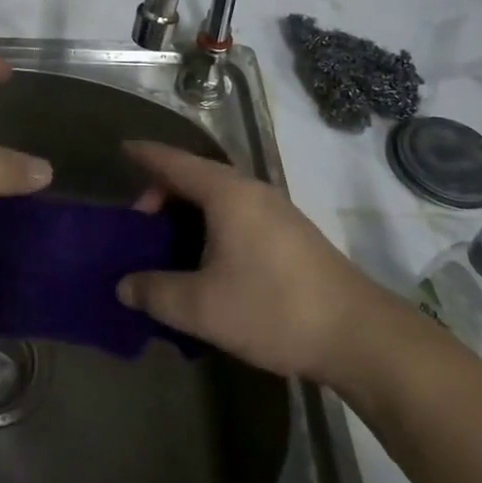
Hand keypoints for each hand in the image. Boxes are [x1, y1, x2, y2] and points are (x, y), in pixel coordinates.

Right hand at [119, 141, 408, 380]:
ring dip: (188, 213)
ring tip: (169, 246)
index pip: (174, 162)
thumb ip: (155, 292)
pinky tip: (208, 262)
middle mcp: (251, 190)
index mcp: (226, 193)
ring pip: (219, 197)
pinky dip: (211, 225)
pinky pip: (237, 214)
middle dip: (163, 194)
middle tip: (140, 227)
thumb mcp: (202, 307)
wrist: (358, 334)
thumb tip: (123, 286)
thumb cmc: (273, 308)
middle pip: (196, 177)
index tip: (122, 148)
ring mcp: (275, 210)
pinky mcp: (290, 233)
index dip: (146, 155)